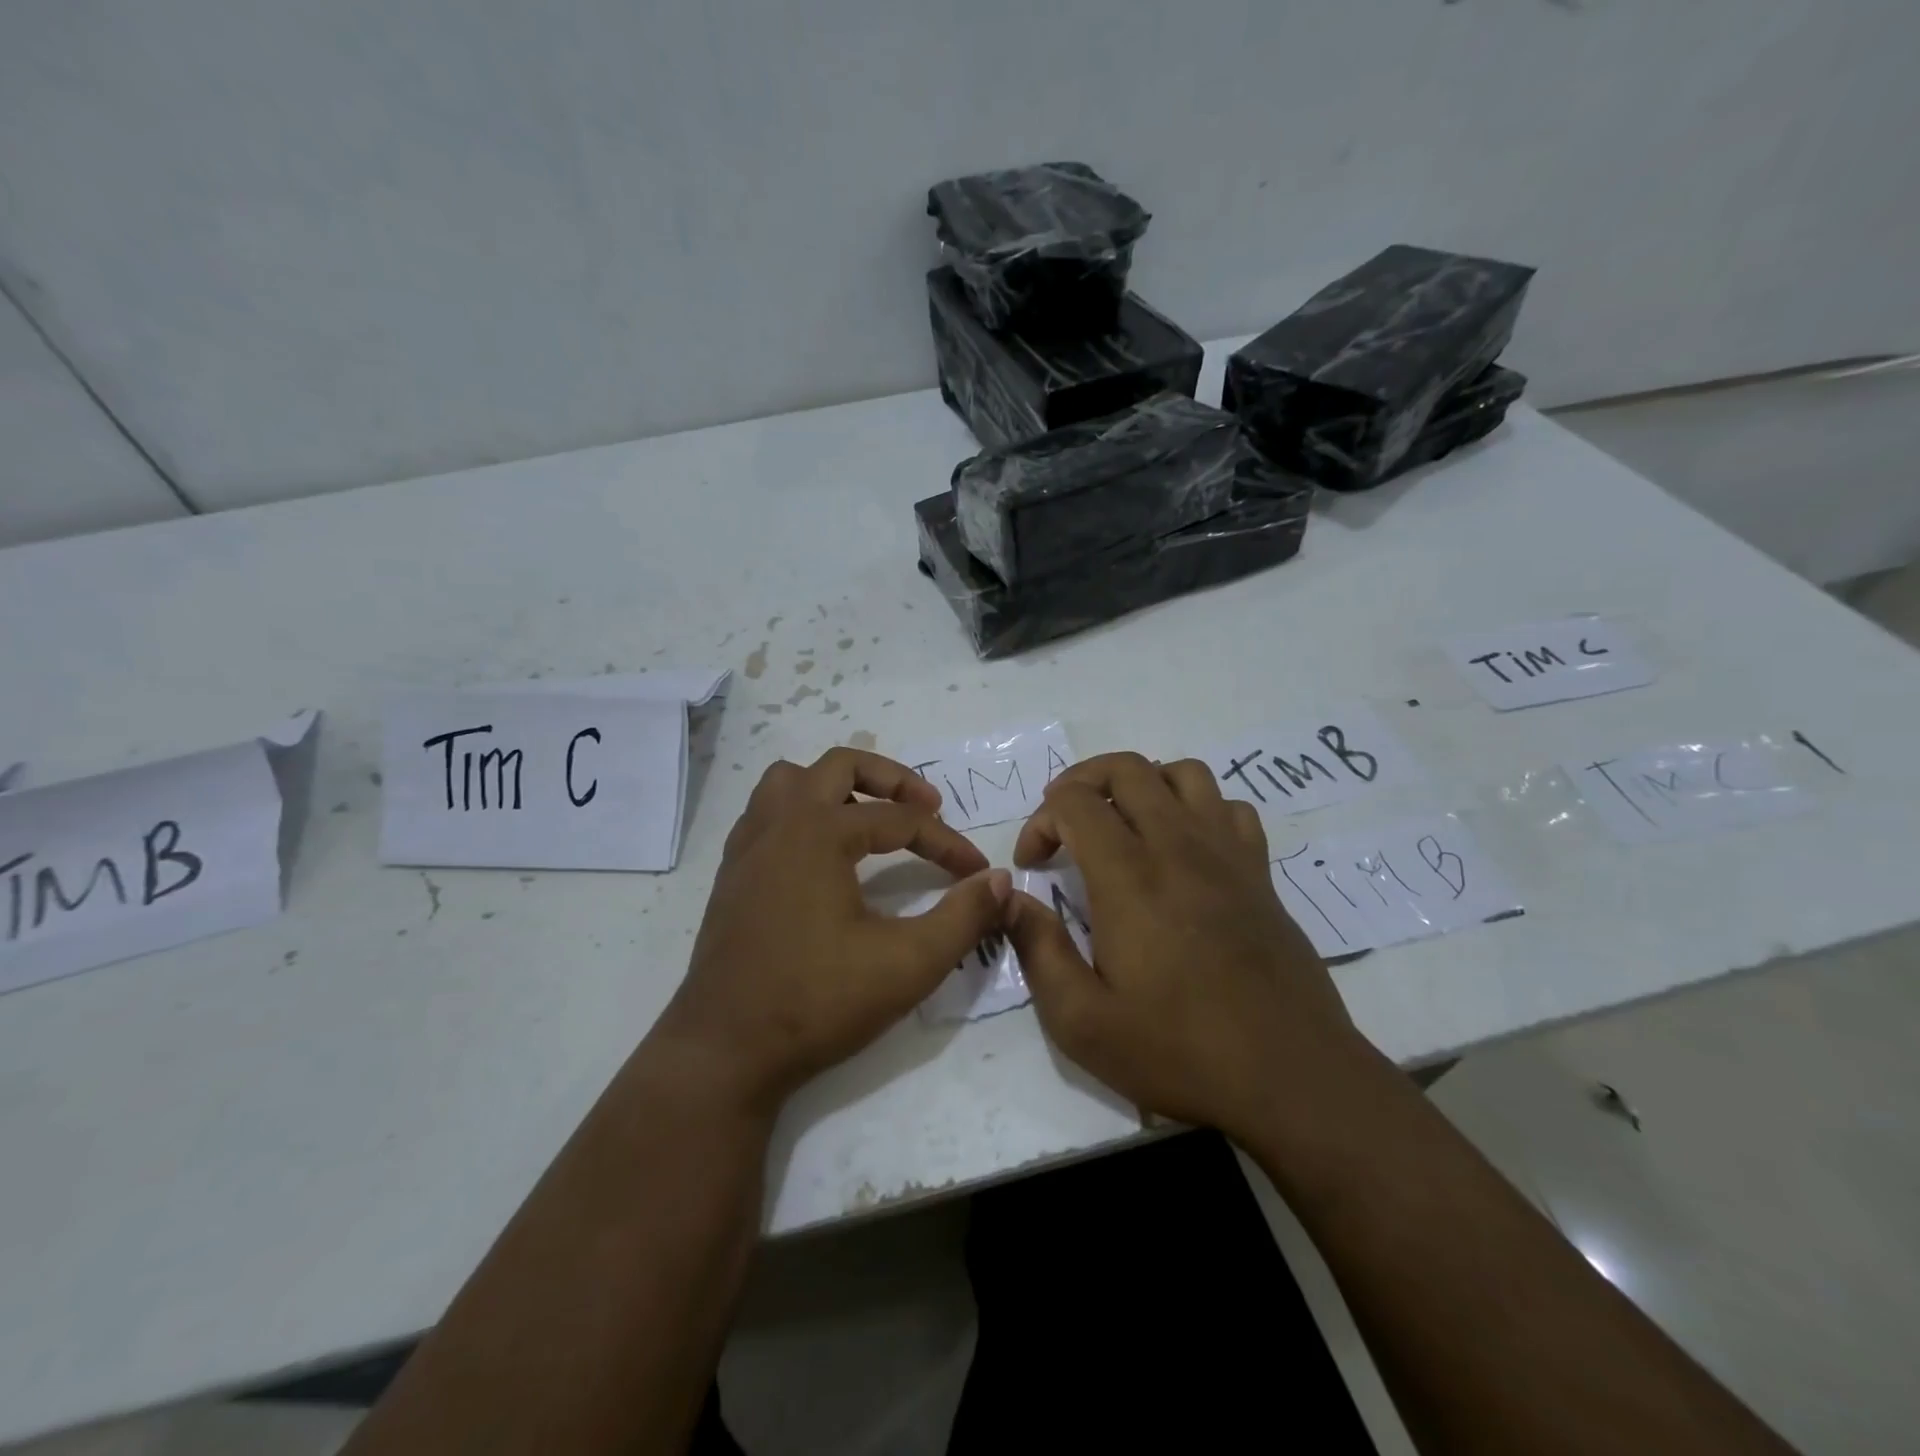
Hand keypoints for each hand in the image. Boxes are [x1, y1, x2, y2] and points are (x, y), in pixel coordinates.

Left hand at [653, 748, 1009, 1112]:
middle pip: (839, 765)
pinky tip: (820, 854)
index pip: (900, 820)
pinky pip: (766, 814)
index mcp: (819, 832)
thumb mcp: (908, 963)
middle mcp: (778, 824)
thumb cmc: (818, 1002)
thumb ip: (963, 917)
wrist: (726, 1051)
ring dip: (835, 786)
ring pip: (790, 781)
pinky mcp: (731, 875)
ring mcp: (747, 847)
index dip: (946, 843)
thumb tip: (1000, 880)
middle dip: (891, 780)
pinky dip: (800, 813)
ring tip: (868, 816)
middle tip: (927, 806)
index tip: (975, 872)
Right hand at [1003, 752, 1369, 1144]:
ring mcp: (1228, 854)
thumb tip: (1010, 899)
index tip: (1033, 864)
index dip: (1041, 821)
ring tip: (1123, 824)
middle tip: (1064, 824)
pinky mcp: (1262, 873)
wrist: (1292, 1079)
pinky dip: (1198, 809)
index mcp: (1129, 877)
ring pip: (1184, 773)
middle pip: (1127, 768)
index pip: (1075, 802)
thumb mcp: (1082, 1021)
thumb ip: (1038, 950)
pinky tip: (1185, 849)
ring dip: (1143, 784)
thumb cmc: (1179, 1051)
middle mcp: (1179, 847)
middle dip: (1082, 781)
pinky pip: (1230, 807)